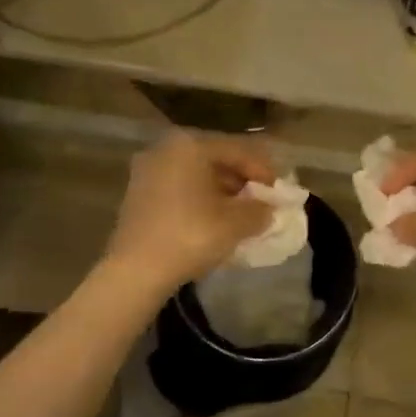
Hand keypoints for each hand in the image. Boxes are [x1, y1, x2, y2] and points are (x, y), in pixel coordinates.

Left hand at [103, 131, 276, 291]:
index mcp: (190, 145)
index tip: (280, 191)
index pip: (237, 149)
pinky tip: (213, 219)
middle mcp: (166, 148)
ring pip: (196, 173)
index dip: (263, 170)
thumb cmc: (190, 236)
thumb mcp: (235, 223)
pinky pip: (179, 187)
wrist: (135, 271)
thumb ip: (259, 210)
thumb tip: (268, 208)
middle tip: (261, 201)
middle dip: (241, 179)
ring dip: (221, 190)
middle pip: (215, 158)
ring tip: (241, 213)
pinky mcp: (137, 193)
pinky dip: (199, 198)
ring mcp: (147, 170)